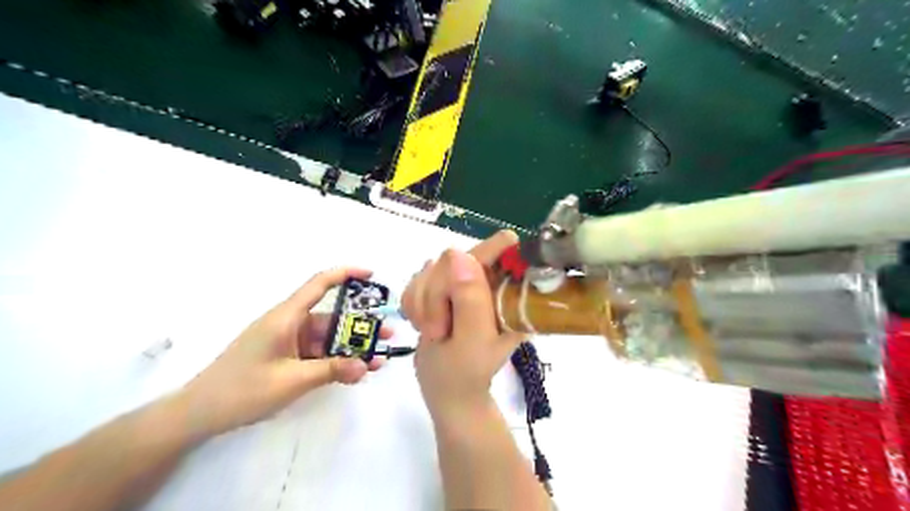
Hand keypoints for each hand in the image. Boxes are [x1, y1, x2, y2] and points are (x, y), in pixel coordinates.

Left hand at [180, 266, 387, 436]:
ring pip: (327, 339)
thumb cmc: (242, 390)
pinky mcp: (286, 357)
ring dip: (350, 348)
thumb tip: (366, 365)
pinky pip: (317, 354)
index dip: (345, 274)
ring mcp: (288, 342)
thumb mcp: (292, 381)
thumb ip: (331, 371)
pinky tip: (353, 372)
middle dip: (360, 326)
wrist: (199, 414)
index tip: (371, 275)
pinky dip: (335, 361)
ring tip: (377, 359)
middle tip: (387, 335)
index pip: (319, 284)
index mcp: (286, 317)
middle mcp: (289, 324)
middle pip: (331, 318)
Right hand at [405, 232, 525, 422]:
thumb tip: (458, 253)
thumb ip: (470, 299)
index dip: (479, 259)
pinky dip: (413, 303)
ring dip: (423, 302)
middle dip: (438, 293)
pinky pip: (417, 279)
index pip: (502, 247)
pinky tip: (423, 324)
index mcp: (510, 291)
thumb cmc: (465, 373)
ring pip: (431, 268)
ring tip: (434, 331)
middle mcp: (490, 280)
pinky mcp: (442, 287)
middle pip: (454, 257)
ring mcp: (464, 281)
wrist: (445, 390)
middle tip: (439, 328)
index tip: (456, 292)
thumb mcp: (473, 340)